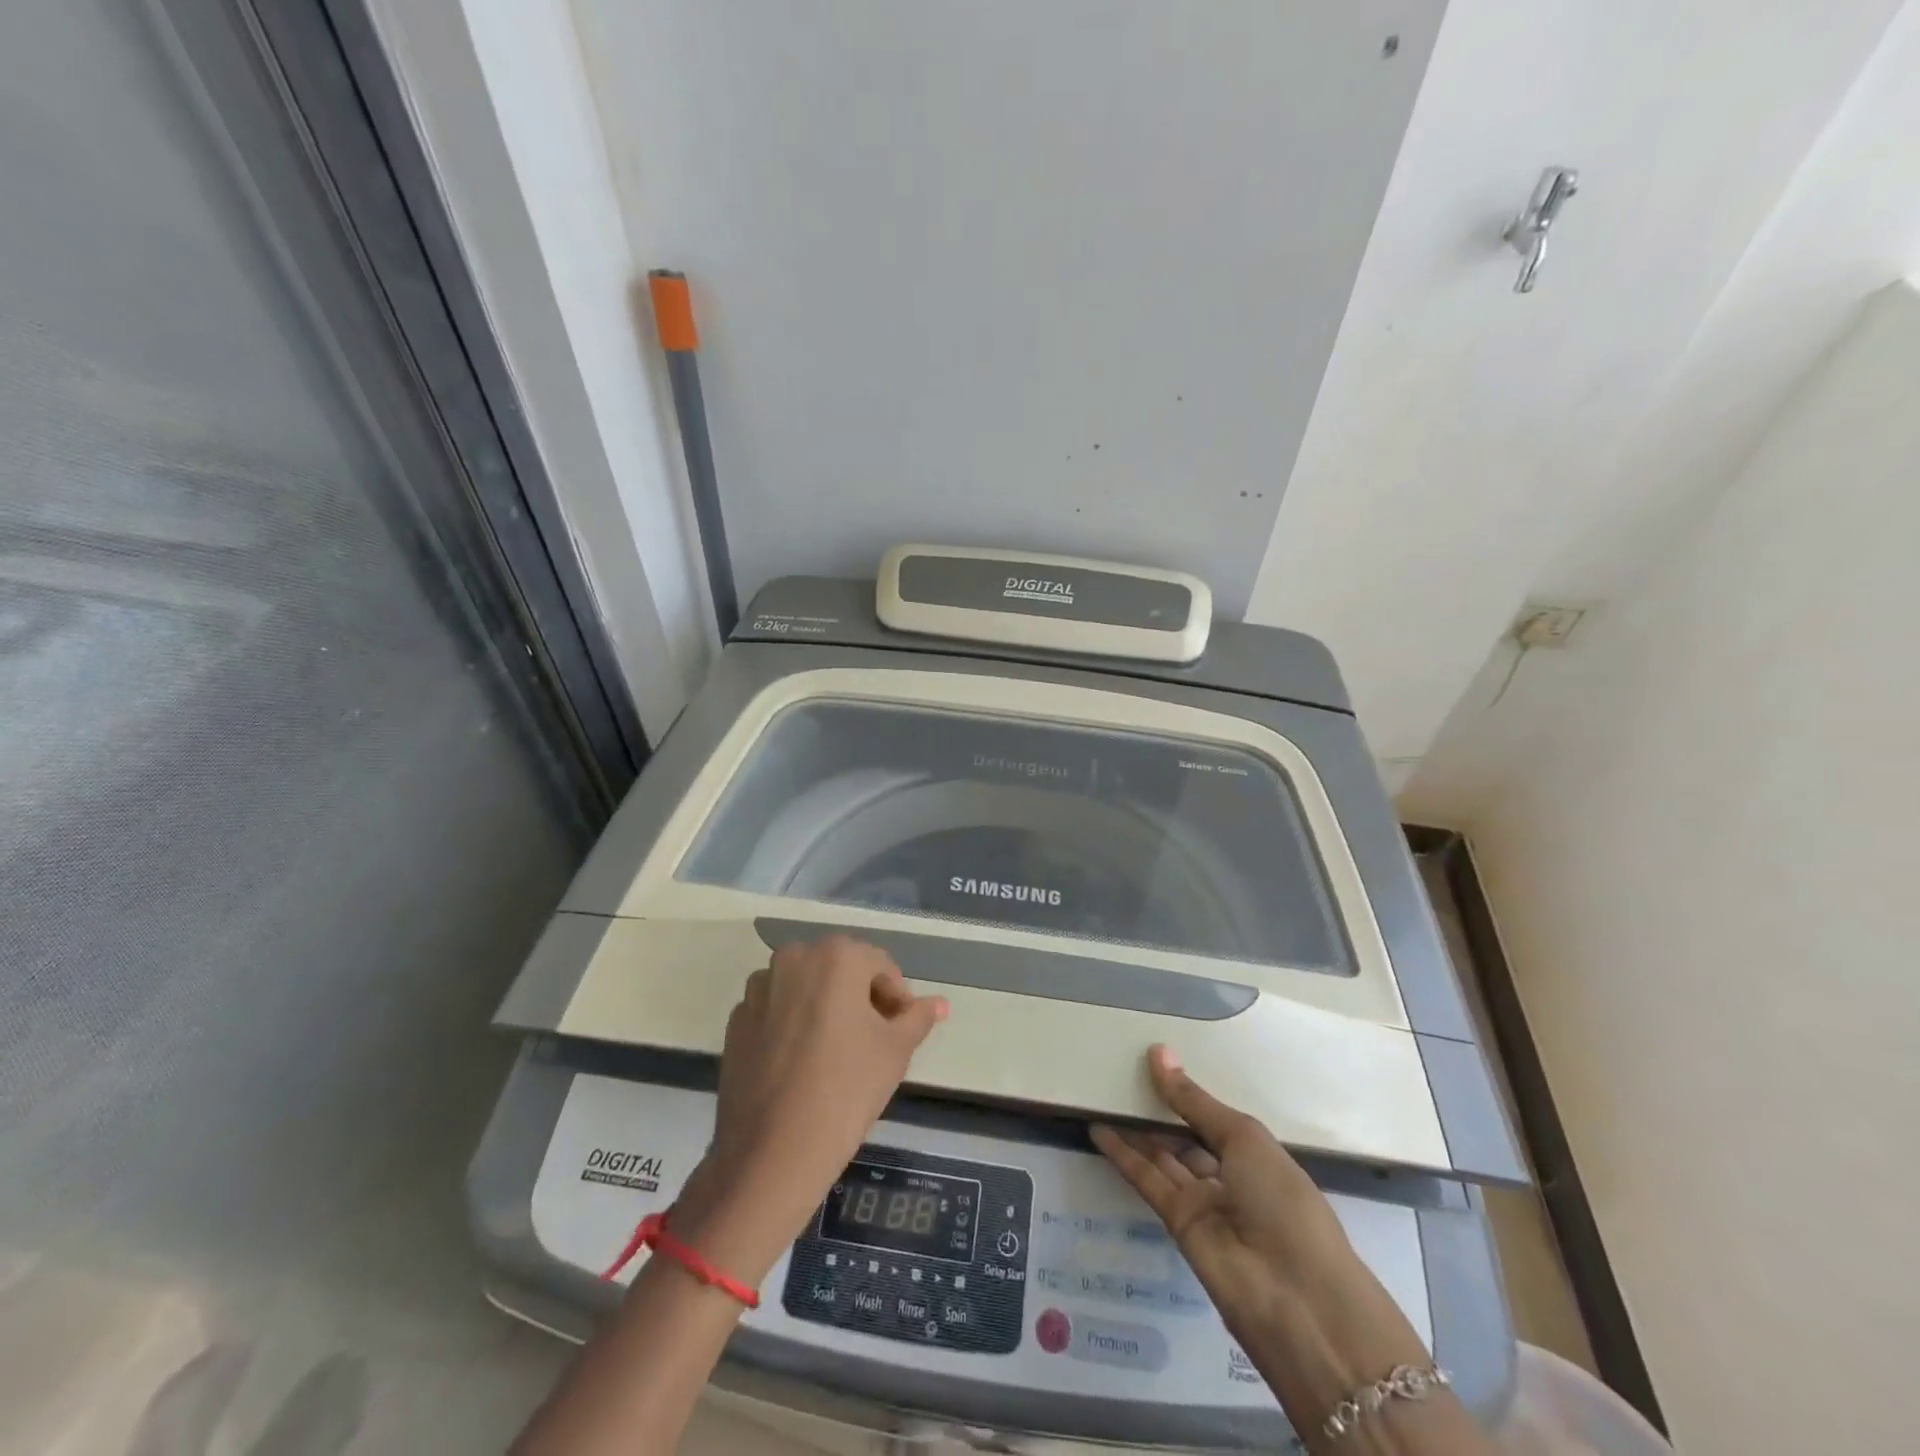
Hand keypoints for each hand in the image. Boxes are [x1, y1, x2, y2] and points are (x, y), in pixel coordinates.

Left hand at [676, 936, 948, 1275]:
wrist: (772, 1152)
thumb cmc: (847, 1090)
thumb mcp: (895, 1051)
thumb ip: (918, 1018)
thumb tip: (940, 1003)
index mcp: (836, 956)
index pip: (880, 965)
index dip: (896, 997)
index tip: (900, 1032)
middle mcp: (793, 958)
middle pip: (840, 970)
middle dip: (860, 998)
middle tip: (873, 1041)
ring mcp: (759, 988)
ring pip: (805, 987)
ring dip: (825, 1007)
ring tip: (837, 1053)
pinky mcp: (735, 1020)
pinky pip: (776, 1010)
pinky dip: (793, 1024)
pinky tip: (801, 1064)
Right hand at [1093, 1047, 1436, 1439]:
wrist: (1295, 1299)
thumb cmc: (1282, 1202)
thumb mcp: (1243, 1139)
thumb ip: (1193, 1101)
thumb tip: (1158, 1052)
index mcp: (1257, 1153)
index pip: (1213, 1117)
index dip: (1185, 1091)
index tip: (1151, 1060)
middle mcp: (1230, 1175)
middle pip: (1185, 1135)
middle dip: (1156, 1108)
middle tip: (1119, 1073)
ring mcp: (1204, 1201)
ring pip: (1163, 1156)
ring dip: (1135, 1128)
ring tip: (1101, 1094)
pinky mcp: (1179, 1224)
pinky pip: (1148, 1181)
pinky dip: (1124, 1156)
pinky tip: (1099, 1130)